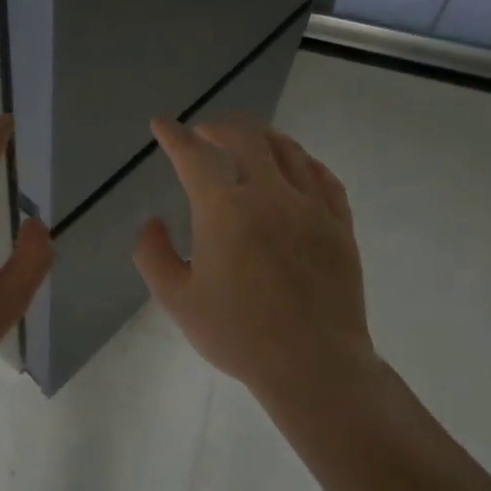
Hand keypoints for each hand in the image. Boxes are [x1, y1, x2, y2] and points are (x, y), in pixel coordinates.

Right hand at [134, 117, 377, 407]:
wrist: (314, 365)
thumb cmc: (238, 334)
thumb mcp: (176, 299)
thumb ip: (153, 254)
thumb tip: (151, 221)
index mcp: (225, 210)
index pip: (194, 156)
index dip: (173, 136)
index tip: (162, 125)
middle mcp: (270, 195)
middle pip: (246, 138)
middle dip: (219, 127)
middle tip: (204, 133)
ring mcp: (311, 207)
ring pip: (287, 149)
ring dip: (260, 136)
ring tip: (246, 141)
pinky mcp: (339, 225)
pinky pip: (322, 176)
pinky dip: (301, 160)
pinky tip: (294, 166)